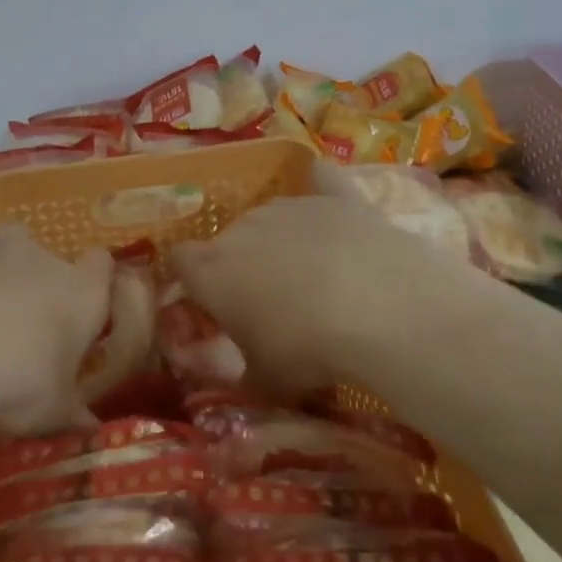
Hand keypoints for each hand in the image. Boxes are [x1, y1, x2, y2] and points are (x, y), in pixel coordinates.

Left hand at [0, 198, 112, 435]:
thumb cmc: (12, 386)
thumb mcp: (52, 415)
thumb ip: (74, 416)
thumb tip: (92, 432)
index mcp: (79, 292)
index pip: (101, 266)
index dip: (94, 283)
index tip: (83, 313)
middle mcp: (38, 256)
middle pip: (47, 257)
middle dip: (36, 285)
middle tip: (19, 333)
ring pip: (1, 240)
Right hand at [173, 184, 478, 400]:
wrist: (381, 309)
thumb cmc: (307, 349)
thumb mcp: (266, 380)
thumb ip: (243, 374)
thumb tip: (241, 377)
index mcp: (212, 269)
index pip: (180, 260)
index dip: (191, 279)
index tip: (210, 303)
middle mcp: (243, 227)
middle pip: (230, 239)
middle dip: (243, 264)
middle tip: (270, 301)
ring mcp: (290, 205)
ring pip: (273, 217)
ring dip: (282, 240)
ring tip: (315, 275)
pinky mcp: (336, 196)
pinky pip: (320, 181)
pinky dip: (321, 188)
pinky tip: (329, 198)